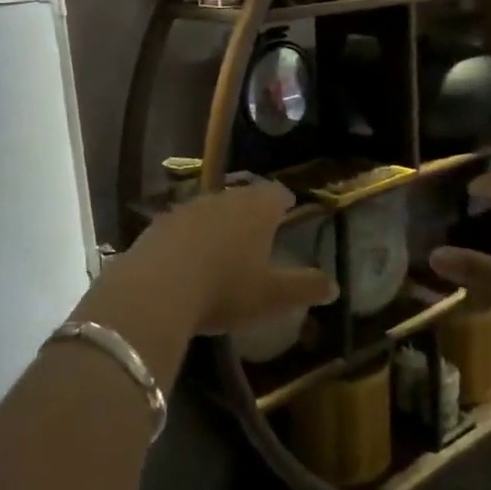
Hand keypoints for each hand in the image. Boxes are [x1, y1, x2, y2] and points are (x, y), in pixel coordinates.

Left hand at [129, 181, 337, 335]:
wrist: (155, 290)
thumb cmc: (225, 289)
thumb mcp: (272, 296)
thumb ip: (304, 288)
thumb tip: (335, 286)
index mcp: (257, 208)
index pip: (277, 193)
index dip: (284, 201)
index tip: (288, 208)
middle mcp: (224, 197)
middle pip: (244, 196)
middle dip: (252, 210)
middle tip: (259, 228)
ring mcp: (188, 207)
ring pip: (212, 208)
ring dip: (220, 222)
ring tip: (224, 244)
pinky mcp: (159, 224)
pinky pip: (183, 225)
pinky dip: (190, 237)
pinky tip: (188, 259)